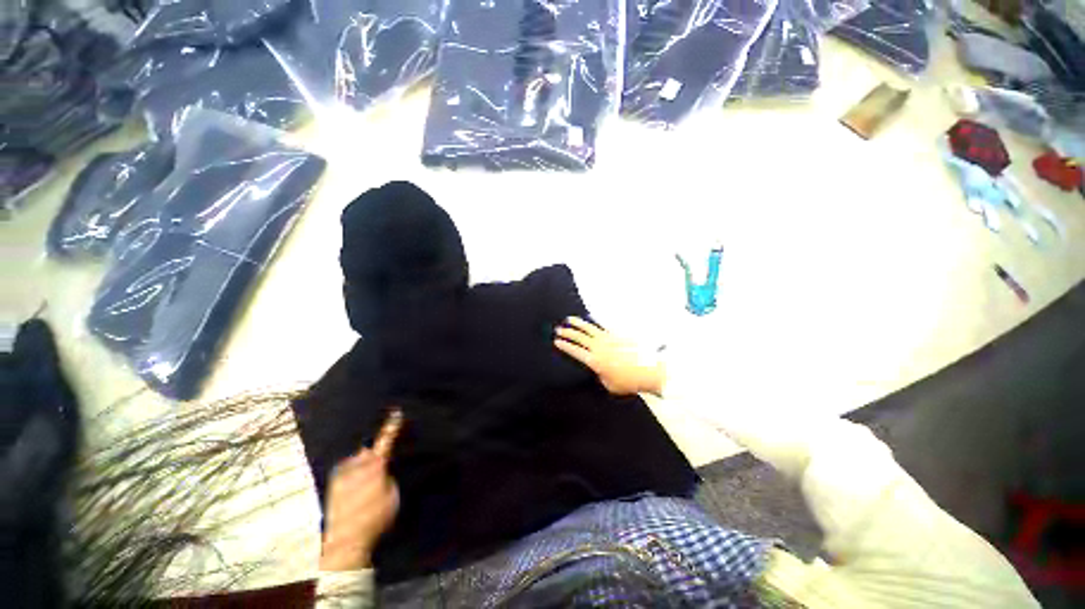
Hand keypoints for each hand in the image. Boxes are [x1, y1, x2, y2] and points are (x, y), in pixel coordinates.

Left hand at [320, 410, 402, 571]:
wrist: (345, 540)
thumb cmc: (375, 517)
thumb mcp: (392, 495)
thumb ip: (388, 476)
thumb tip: (383, 468)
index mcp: (375, 466)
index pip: (386, 440)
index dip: (392, 426)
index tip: (396, 412)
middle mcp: (356, 465)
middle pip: (368, 448)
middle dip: (373, 451)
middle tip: (378, 462)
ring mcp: (341, 474)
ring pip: (356, 459)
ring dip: (362, 464)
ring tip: (364, 480)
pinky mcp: (332, 484)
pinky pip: (346, 470)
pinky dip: (353, 473)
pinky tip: (354, 486)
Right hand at [554, 317, 664, 396]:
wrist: (648, 371)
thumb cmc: (628, 382)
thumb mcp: (609, 385)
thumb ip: (600, 376)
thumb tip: (598, 370)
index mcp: (595, 361)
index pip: (575, 351)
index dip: (565, 346)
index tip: (556, 341)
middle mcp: (599, 348)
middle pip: (579, 337)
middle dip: (567, 333)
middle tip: (558, 329)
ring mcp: (608, 339)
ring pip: (589, 328)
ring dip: (578, 323)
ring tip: (569, 319)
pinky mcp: (617, 336)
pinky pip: (602, 326)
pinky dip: (594, 322)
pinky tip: (589, 318)